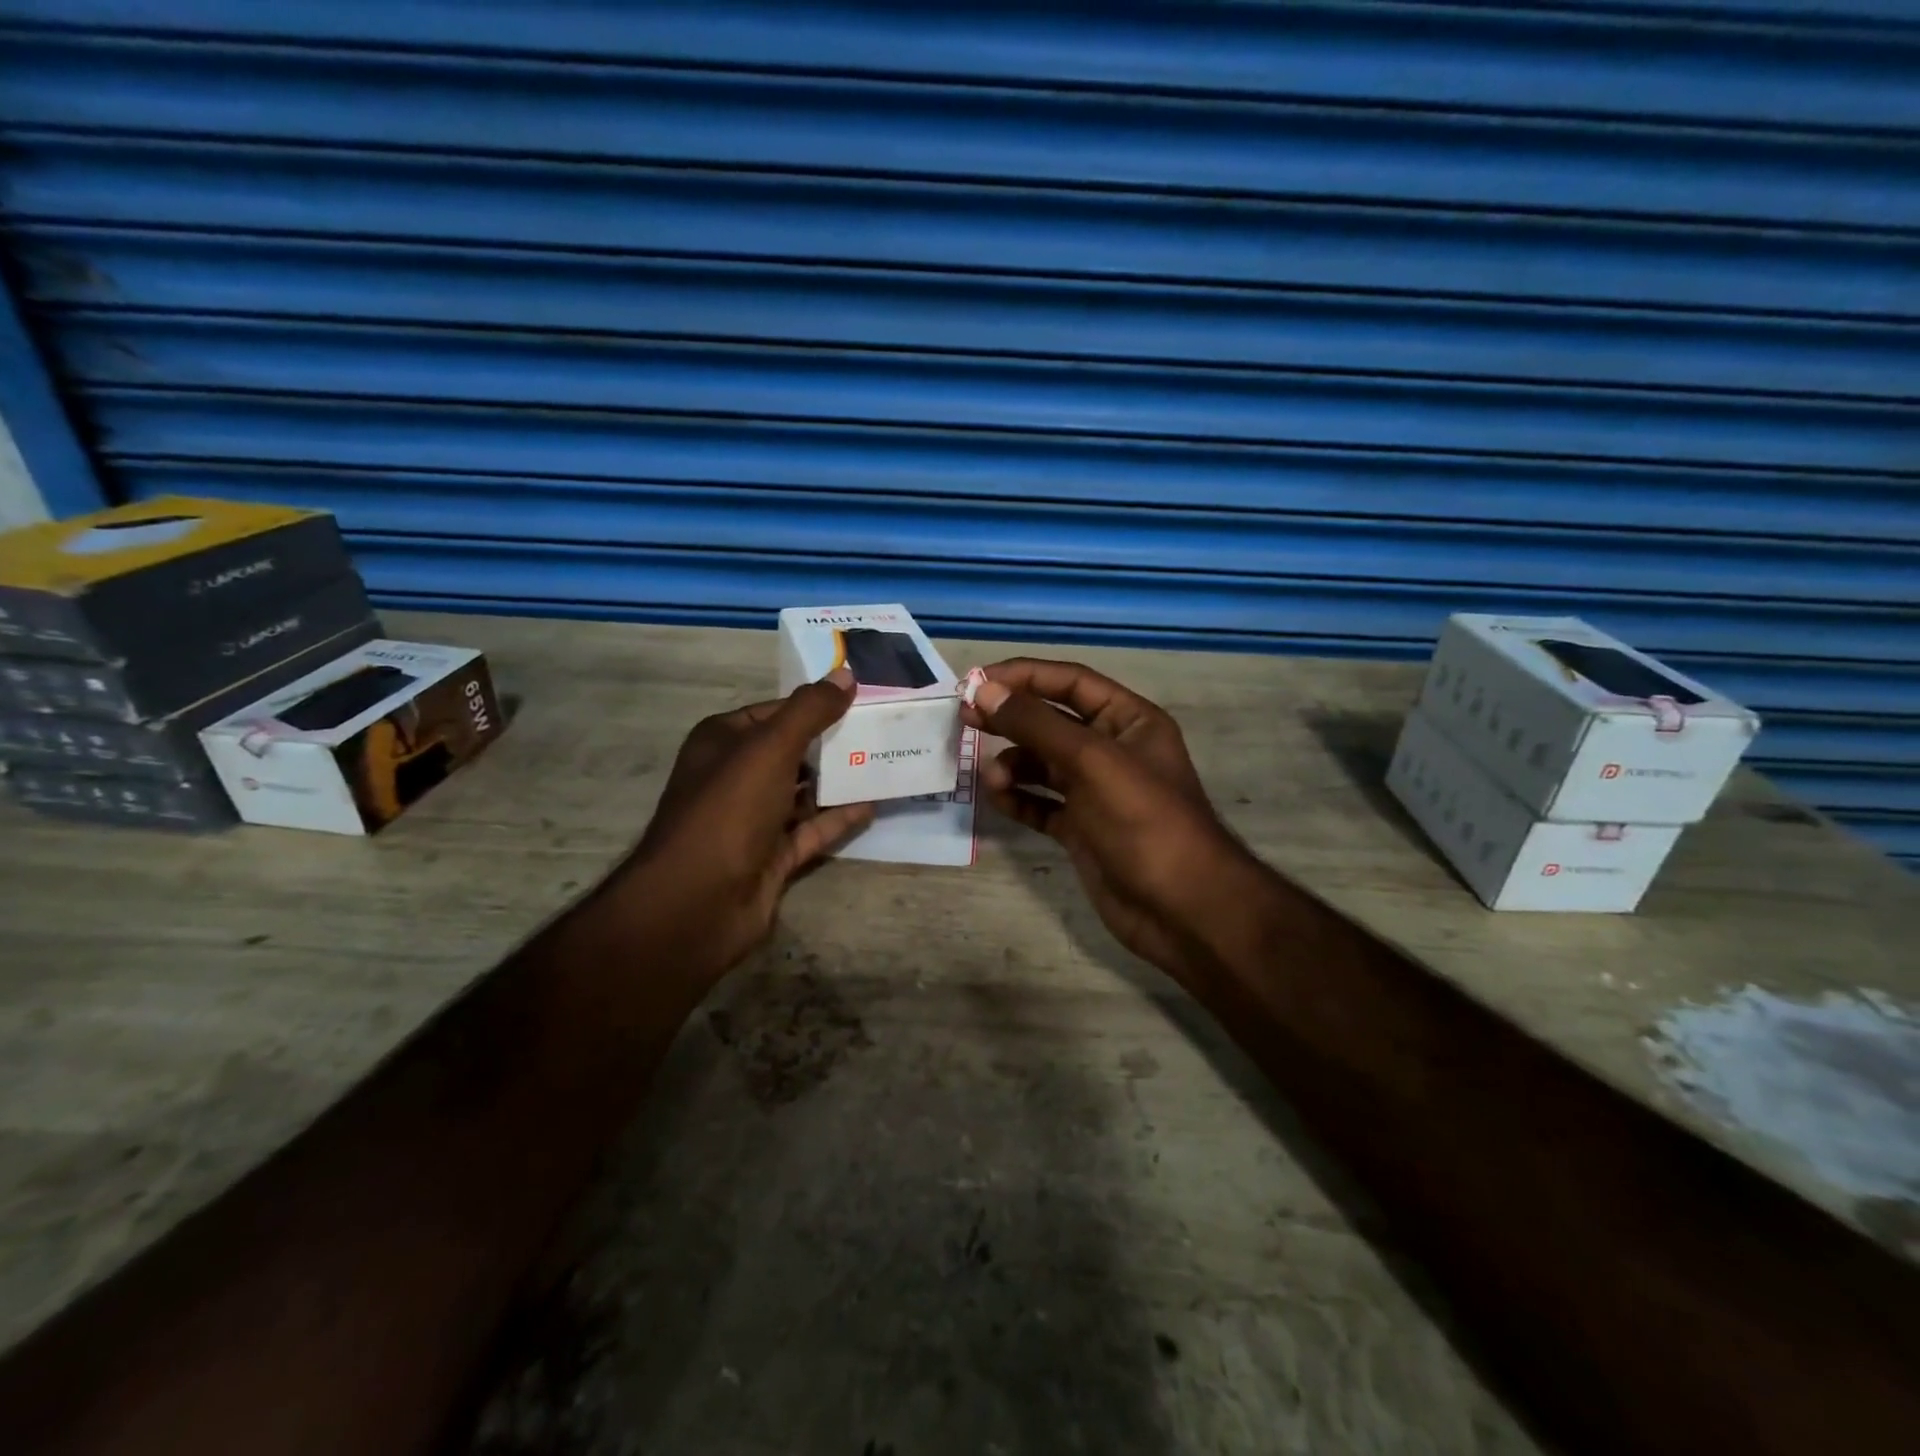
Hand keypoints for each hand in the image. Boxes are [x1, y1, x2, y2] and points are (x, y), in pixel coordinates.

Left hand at [625, 668, 873, 980]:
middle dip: (833, 742)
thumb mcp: (770, 747)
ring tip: (887, 761)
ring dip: (840, 779)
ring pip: (805, 791)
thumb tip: (845, 675)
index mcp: (723, 742)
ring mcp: (754, 819)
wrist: (698, 901)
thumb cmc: (729, 808)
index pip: (775, 713)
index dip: (815, 704)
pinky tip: (874, 803)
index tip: (861, 699)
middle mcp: (736, 776)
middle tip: (883, 729)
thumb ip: (809, 711)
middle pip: (792, 751)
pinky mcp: (773, 855)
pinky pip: (813, 829)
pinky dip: (840, 817)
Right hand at [962, 659, 1263, 982]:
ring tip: (994, 779)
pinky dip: (1019, 798)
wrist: (1182, 909)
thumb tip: (983, 690)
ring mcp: (1096, 791)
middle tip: (965, 719)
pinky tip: (1000, 800)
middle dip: (1010, 718)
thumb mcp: (1092, 762)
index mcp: (1128, 721)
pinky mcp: (1082, 829)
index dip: (1023, 676)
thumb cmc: (1144, 822)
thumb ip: (1037, 724)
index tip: (975, 682)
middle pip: (1051, 721)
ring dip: (1013, 765)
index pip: (1069, 682)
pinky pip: (1041, 803)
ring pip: (1042, 764)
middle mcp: (1111, 750)